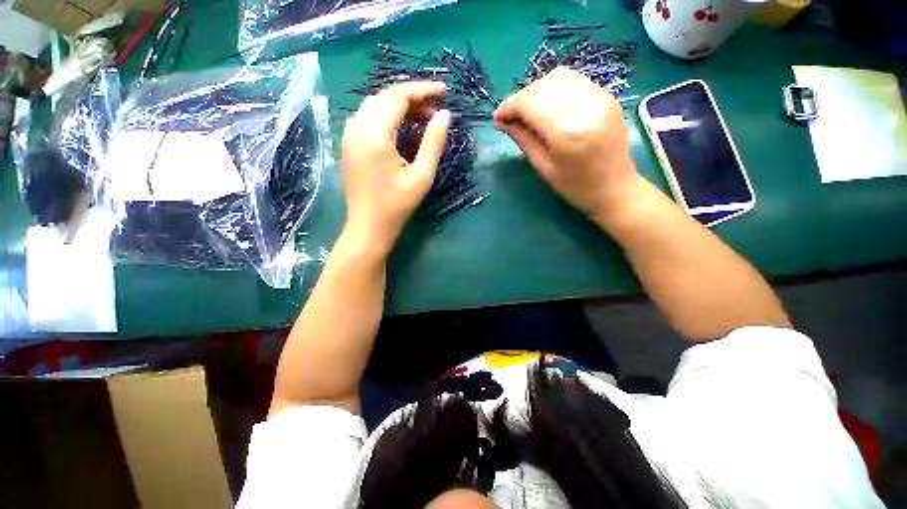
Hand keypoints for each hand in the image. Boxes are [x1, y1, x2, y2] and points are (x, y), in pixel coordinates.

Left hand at [341, 82, 450, 254]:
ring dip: (398, 106)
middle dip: (412, 97)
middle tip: (435, 109)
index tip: (444, 92)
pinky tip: (400, 128)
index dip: (422, 90)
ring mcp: (349, 136)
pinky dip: (386, 116)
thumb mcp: (422, 176)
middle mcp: (357, 128)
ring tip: (421, 117)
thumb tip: (444, 115)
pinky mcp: (348, 145)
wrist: (369, 227)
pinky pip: (367, 118)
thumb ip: (434, 143)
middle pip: (384, 97)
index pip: (398, 96)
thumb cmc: (397, 205)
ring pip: (374, 106)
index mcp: (375, 135)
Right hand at [493, 67, 640, 220]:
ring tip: (530, 111)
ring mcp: (600, 98)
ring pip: (559, 77)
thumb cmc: (576, 187)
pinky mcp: (608, 96)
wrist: (616, 188)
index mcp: (566, 133)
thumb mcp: (543, 168)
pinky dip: (555, 89)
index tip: (498, 118)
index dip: (509, 106)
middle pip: (542, 86)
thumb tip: (502, 121)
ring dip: (537, 91)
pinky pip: (575, 81)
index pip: (530, 103)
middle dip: (520, 99)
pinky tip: (550, 107)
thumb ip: (523, 139)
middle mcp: (585, 108)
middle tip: (512, 118)